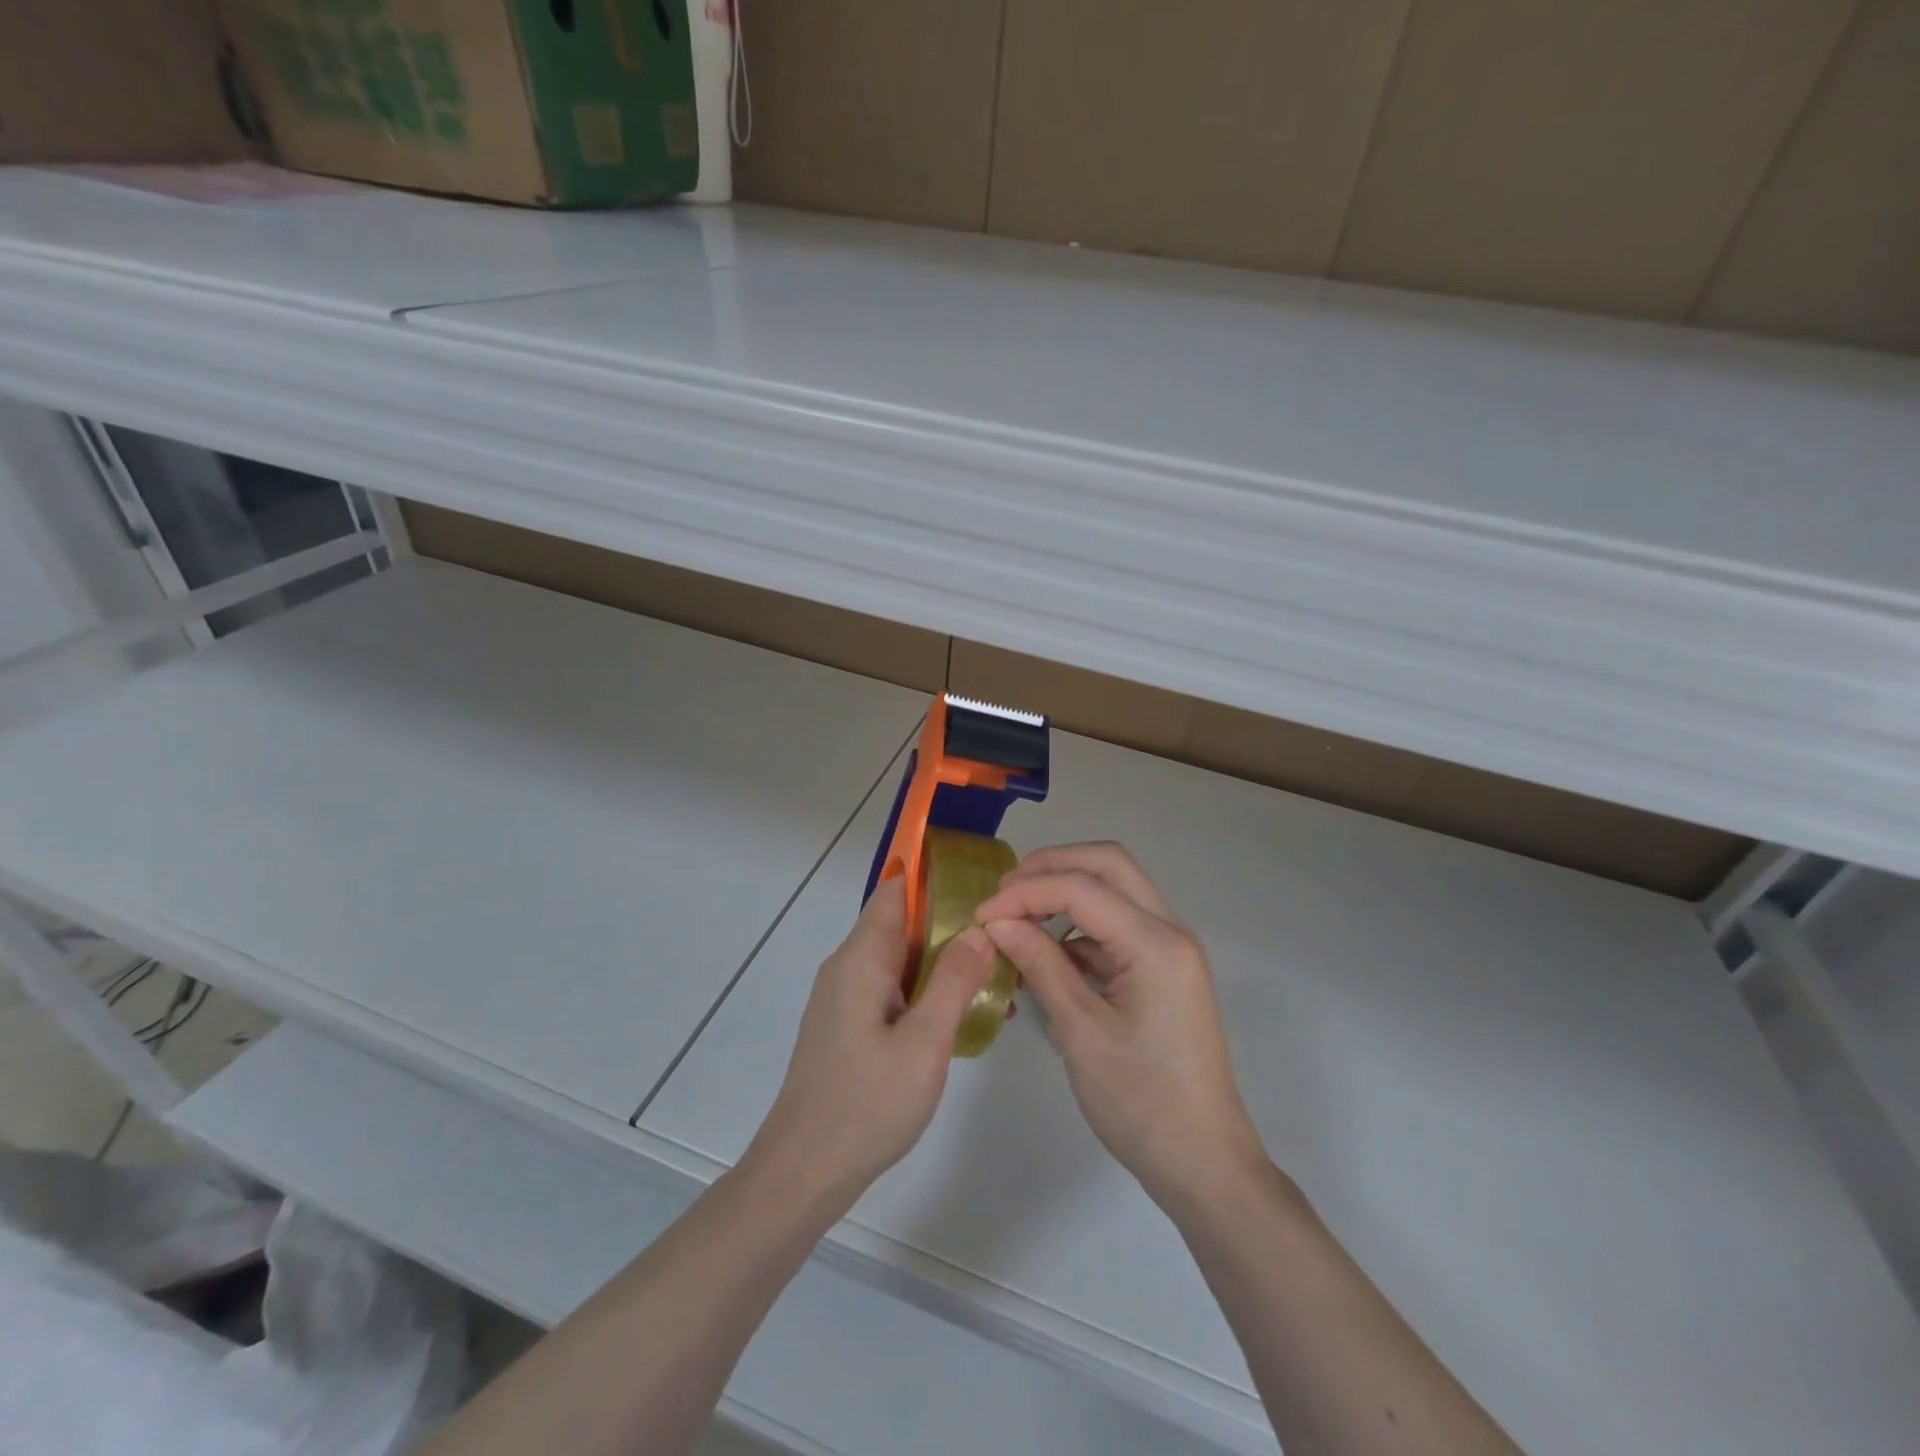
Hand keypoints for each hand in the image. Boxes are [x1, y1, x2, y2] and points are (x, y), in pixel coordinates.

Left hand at [746, 877, 995, 1211]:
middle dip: (950, 927)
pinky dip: (925, 994)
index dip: (935, 880)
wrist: (804, 1172)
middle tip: (1003, 941)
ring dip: (942, 965)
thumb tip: (979, 928)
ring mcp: (844, 998)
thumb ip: (953, 980)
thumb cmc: (867, 1103)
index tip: (981, 886)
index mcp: (861, 958)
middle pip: (901, 925)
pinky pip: (891, 992)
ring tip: (995, 981)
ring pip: (899, 962)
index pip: (896, 892)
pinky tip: (961, 1019)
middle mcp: (848, 968)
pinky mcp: (847, 1026)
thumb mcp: (925, 1042)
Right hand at [975, 842, 1264, 1211]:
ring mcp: (1170, 949)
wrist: (1204, 1165)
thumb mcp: (1081, 1032)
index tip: (981, 914)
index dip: (1025, 892)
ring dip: (1067, 891)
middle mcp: (1170, 931)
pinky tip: (1047, 953)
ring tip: (1018, 918)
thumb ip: (1040, 965)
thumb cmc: (1142, 1103)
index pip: (1081, 887)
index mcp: (1156, 943)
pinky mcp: (1163, 969)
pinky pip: (1118, 925)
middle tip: (1005, 893)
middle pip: (1108, 864)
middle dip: (1052, 867)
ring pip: (1115, 889)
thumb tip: (997, 921)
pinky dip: (1080, 926)